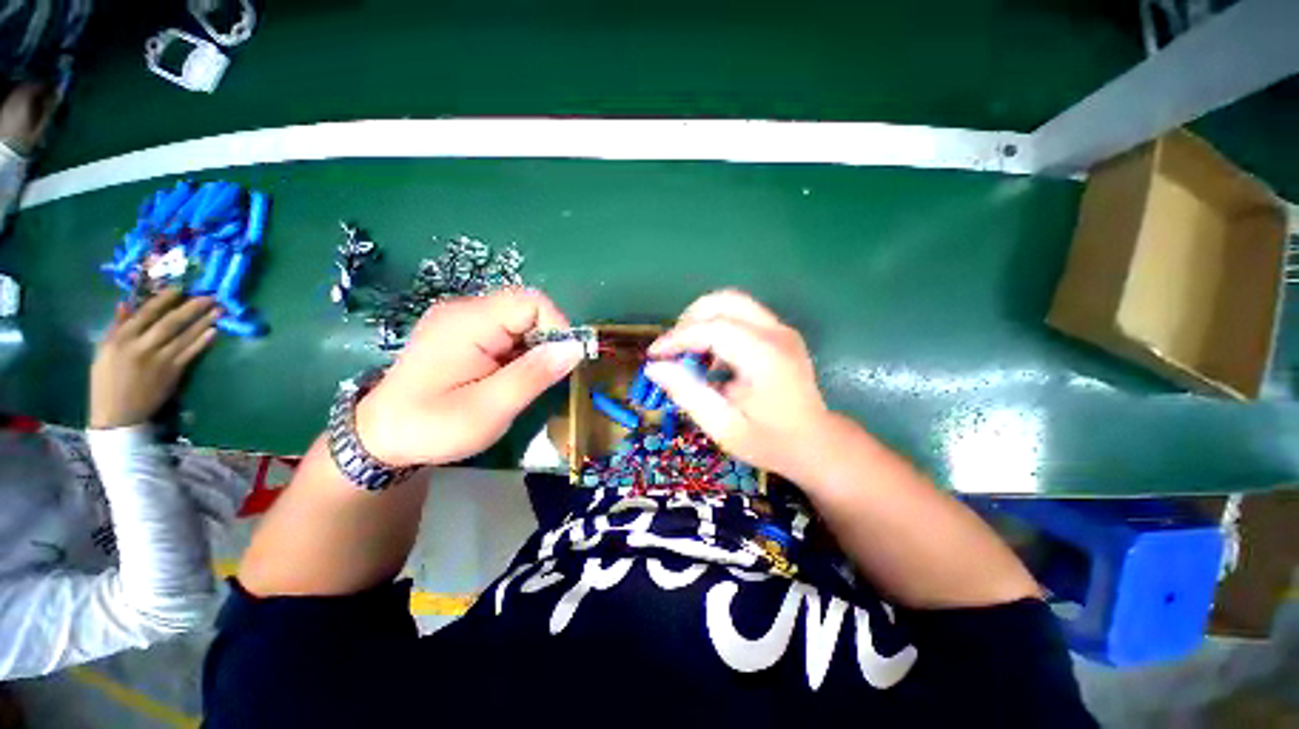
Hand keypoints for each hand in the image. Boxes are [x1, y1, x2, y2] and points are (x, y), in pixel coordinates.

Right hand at [90, 289, 220, 428]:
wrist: (118, 414)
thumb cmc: (107, 381)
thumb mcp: (104, 350)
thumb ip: (117, 327)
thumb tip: (125, 303)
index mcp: (121, 339)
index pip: (145, 313)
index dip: (164, 299)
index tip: (180, 287)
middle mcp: (141, 346)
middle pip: (170, 322)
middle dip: (191, 307)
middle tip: (210, 295)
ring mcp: (159, 360)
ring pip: (184, 335)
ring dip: (203, 321)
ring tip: (219, 310)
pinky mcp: (173, 372)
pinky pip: (191, 352)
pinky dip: (203, 341)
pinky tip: (214, 331)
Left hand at [356, 289, 584, 467]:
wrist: (381, 436)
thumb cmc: (432, 427)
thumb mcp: (489, 409)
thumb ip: (533, 375)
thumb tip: (576, 348)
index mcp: (468, 322)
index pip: (532, 302)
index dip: (557, 327)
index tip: (561, 363)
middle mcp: (465, 310)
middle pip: (527, 309)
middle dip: (545, 343)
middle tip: (539, 379)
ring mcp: (463, 319)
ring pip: (520, 321)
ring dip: (533, 350)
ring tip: (520, 382)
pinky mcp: (463, 332)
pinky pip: (507, 331)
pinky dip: (520, 352)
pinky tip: (507, 377)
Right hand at [645, 289, 830, 478]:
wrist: (816, 444)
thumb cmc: (769, 441)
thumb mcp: (723, 426)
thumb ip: (687, 393)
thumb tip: (655, 367)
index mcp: (764, 357)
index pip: (712, 328)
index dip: (677, 337)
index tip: (654, 355)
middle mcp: (776, 333)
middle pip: (724, 301)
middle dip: (690, 319)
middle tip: (673, 349)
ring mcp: (781, 329)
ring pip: (732, 303)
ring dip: (703, 321)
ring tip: (690, 354)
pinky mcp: (780, 333)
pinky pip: (741, 316)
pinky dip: (718, 327)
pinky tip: (712, 357)